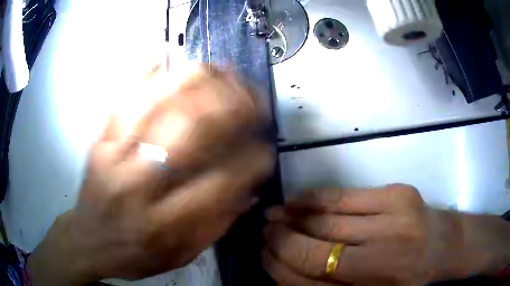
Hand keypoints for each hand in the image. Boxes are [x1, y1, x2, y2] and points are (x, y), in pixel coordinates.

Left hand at [27, 62, 273, 284]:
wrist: (88, 241)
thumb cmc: (135, 256)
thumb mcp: (181, 256)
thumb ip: (217, 225)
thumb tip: (250, 190)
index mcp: (164, 222)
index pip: (220, 183)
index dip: (252, 161)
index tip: (266, 150)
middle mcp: (138, 184)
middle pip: (190, 130)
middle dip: (232, 107)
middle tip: (254, 101)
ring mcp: (113, 155)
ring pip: (158, 103)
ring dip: (197, 80)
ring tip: (223, 72)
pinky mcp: (98, 140)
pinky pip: (122, 97)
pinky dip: (145, 70)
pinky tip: (165, 53)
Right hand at [263, 184, 509, 285]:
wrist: (447, 249)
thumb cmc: (409, 282)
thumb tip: (285, 271)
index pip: (309, 282)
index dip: (280, 268)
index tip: (263, 256)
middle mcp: (382, 260)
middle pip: (315, 252)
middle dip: (281, 241)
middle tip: (263, 233)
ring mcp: (393, 220)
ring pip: (326, 221)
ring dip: (292, 218)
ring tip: (272, 215)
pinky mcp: (399, 194)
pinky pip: (345, 197)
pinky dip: (315, 200)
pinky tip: (298, 201)